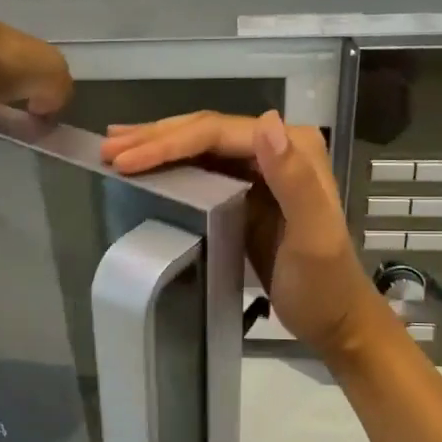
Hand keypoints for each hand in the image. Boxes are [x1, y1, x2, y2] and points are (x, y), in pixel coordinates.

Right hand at [101, 111, 389, 358]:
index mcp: (294, 147)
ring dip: (156, 145)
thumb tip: (265, 121)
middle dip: (154, 138)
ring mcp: (261, 169)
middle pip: (205, 132)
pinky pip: (200, 168)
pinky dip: (169, 165)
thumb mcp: (313, 236)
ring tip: (111, 147)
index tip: (123, 160)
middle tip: (106, 149)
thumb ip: (294, 180)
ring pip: (199, 146)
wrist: (335, 320)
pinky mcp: (246, 191)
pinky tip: (143, 165)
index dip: (168, 142)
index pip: (218, 134)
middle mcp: (278, 148)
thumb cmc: (323, 286)